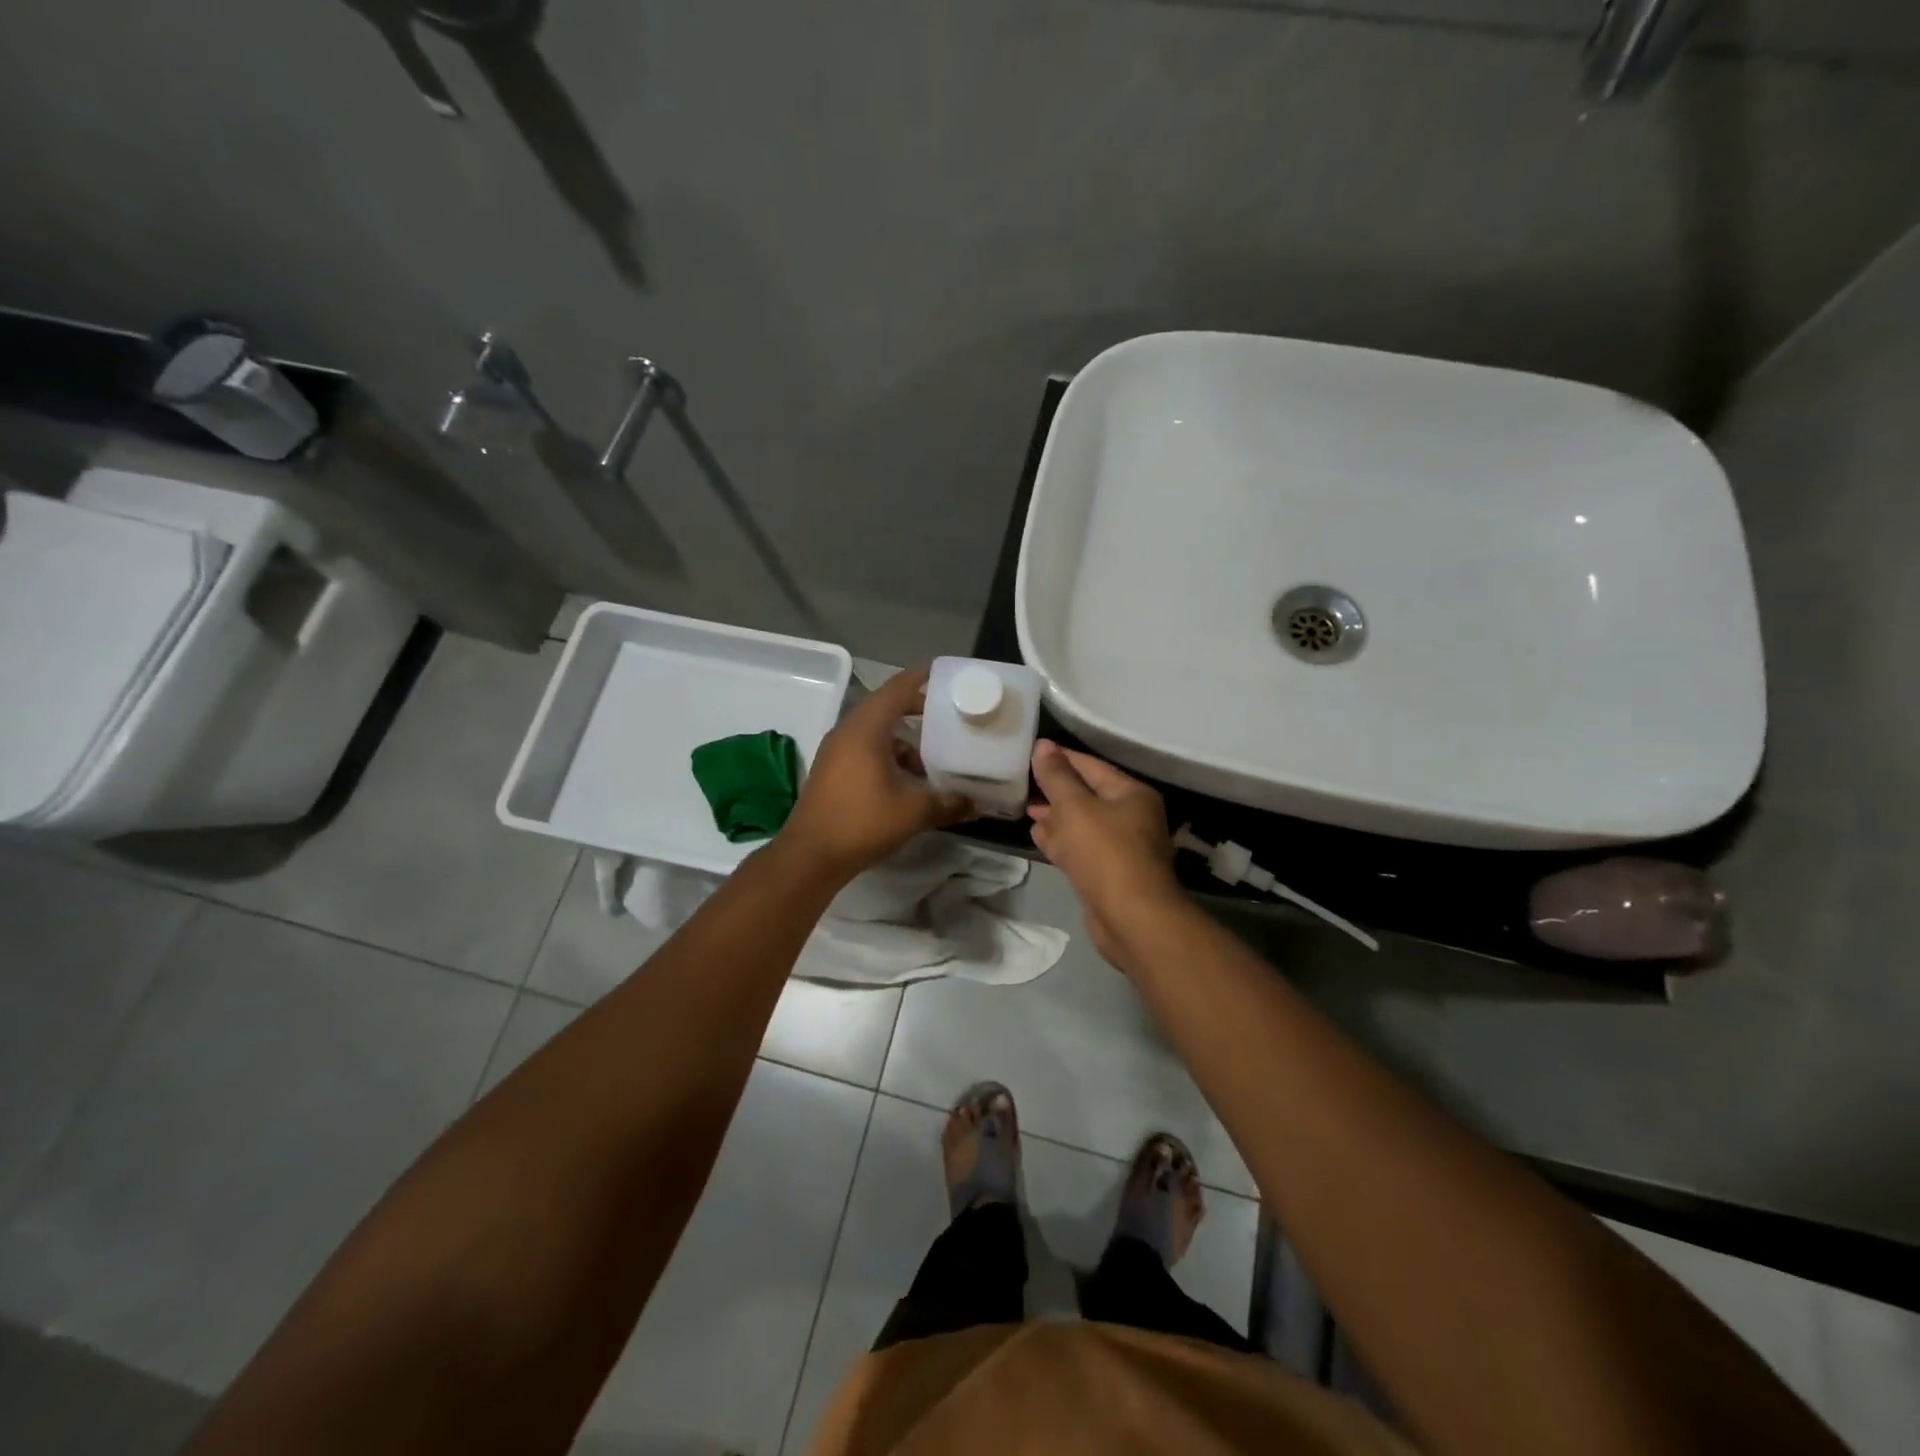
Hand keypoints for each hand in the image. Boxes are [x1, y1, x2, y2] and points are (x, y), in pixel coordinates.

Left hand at [779, 666, 973, 880]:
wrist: (810, 856)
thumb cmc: (862, 822)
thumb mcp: (913, 812)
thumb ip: (949, 803)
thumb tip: (978, 804)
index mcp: (865, 729)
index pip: (896, 689)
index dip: (920, 678)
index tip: (944, 674)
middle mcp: (847, 732)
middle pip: (885, 707)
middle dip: (916, 709)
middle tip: (947, 715)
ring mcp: (836, 752)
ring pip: (875, 732)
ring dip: (903, 739)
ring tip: (933, 754)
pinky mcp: (832, 771)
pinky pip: (865, 750)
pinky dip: (888, 755)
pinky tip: (908, 779)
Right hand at [1027, 740, 1180, 965]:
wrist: (1131, 918)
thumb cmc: (1105, 853)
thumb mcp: (1075, 807)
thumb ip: (1057, 776)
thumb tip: (1043, 745)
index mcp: (1131, 794)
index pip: (1091, 766)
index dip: (1061, 758)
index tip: (1032, 753)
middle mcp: (1132, 818)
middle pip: (1088, 795)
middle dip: (1056, 791)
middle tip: (1024, 784)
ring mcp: (1122, 849)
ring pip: (1083, 825)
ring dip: (1056, 818)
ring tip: (1026, 810)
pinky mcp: (1109, 875)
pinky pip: (1081, 849)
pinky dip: (1061, 841)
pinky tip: (1039, 837)